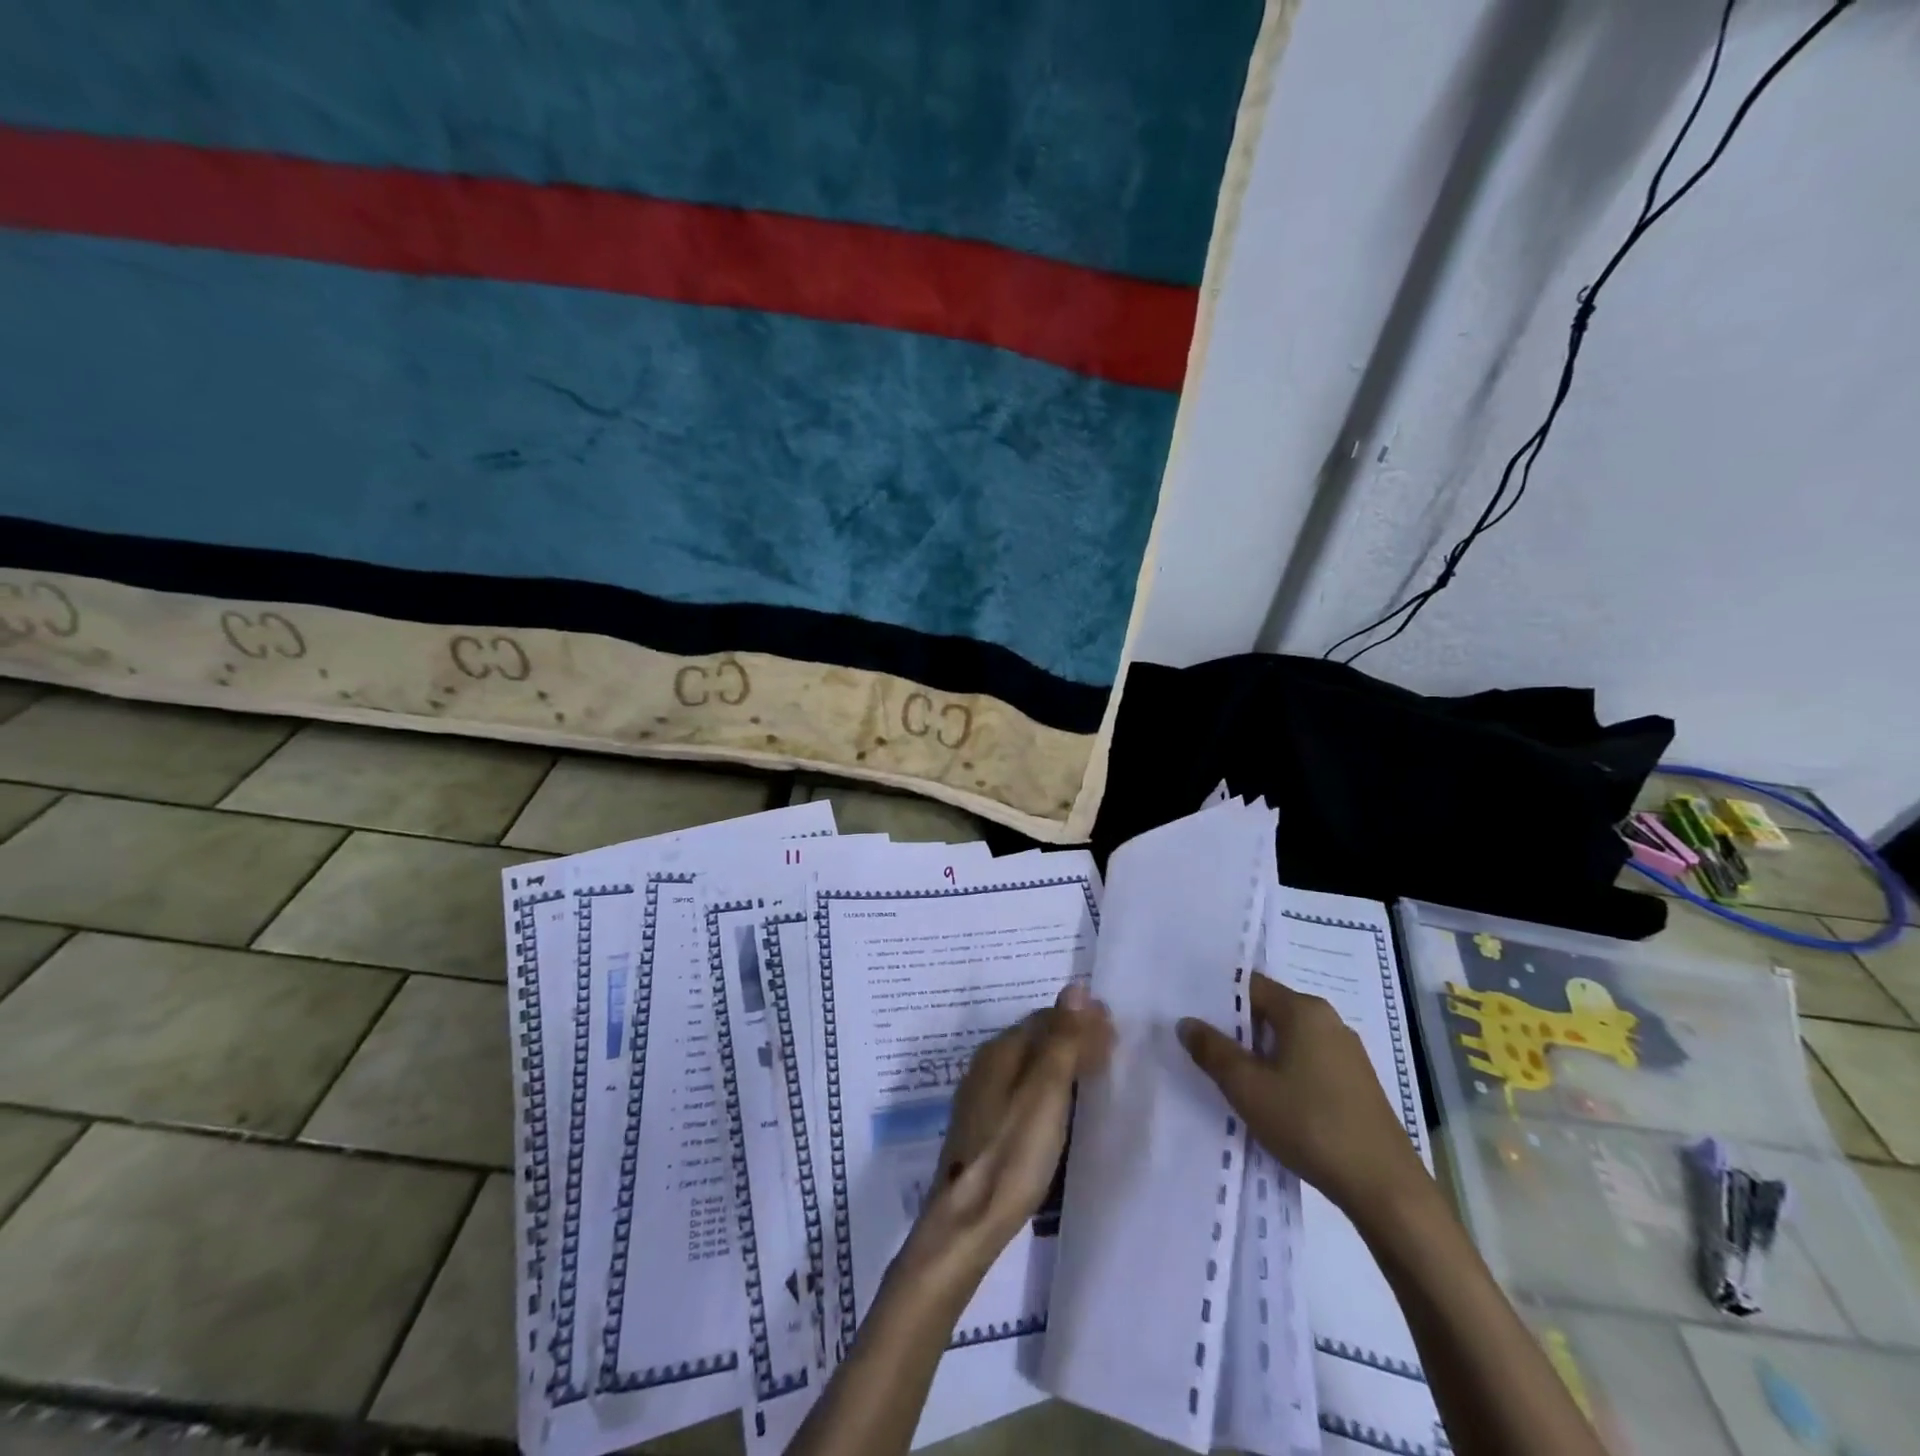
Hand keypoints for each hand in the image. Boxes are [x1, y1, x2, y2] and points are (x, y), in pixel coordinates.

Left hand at [911, 984, 1113, 1272]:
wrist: (968, 1219)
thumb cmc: (1013, 1152)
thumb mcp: (1046, 1093)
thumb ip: (1062, 1040)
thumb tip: (1076, 987)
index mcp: (1001, 1050)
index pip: (1047, 1017)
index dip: (1081, 1019)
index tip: (1115, 1028)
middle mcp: (988, 1063)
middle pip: (1036, 1037)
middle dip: (1073, 1035)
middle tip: (1111, 1047)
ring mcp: (982, 1095)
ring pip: (1029, 1063)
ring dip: (1062, 1059)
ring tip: (1094, 1071)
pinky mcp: (984, 1124)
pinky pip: (1022, 1087)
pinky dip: (1048, 1083)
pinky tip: (1061, 1103)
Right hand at [1177, 973, 1427, 1218]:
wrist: (1385, 1188)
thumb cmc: (1310, 1124)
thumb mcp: (1247, 1087)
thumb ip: (1212, 1050)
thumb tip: (1186, 1022)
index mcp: (1303, 1010)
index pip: (1249, 985)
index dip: (1216, 998)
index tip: (1190, 1015)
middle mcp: (1328, 1020)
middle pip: (1268, 1011)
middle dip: (1235, 1028)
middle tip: (1201, 1047)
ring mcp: (1347, 1053)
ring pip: (1288, 1039)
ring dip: (1259, 1053)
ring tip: (1229, 1076)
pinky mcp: (1356, 1084)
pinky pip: (1307, 1062)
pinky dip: (1283, 1071)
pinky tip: (1269, 1099)